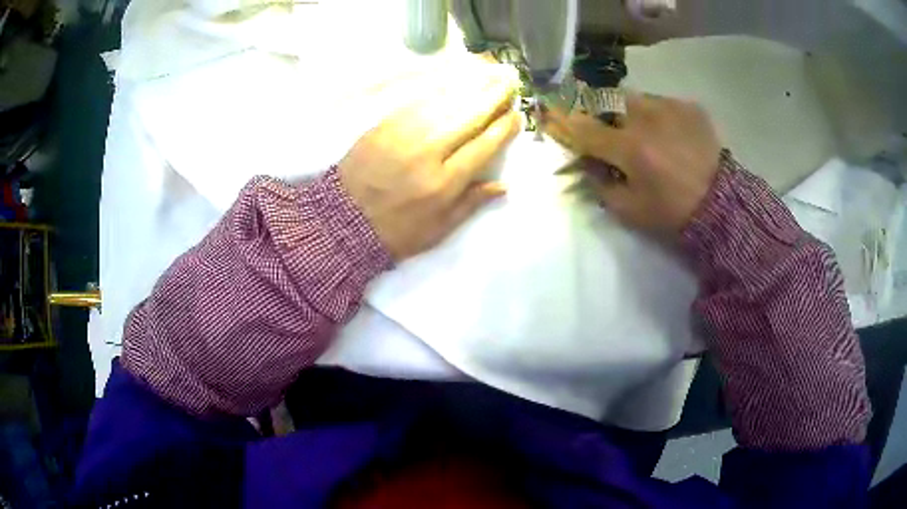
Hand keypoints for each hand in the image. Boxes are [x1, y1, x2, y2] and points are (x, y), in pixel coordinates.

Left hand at [339, 69, 519, 261]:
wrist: (342, 220)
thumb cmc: (396, 231)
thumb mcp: (438, 230)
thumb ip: (471, 204)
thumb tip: (503, 185)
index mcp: (444, 183)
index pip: (482, 146)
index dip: (503, 128)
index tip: (517, 115)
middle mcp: (428, 153)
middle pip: (468, 117)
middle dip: (493, 97)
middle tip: (510, 81)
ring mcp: (404, 135)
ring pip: (445, 103)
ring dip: (471, 86)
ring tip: (490, 74)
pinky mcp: (384, 125)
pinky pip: (418, 101)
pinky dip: (440, 88)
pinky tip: (455, 80)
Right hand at [544, 93, 721, 239]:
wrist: (723, 205)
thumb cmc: (673, 212)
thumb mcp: (630, 210)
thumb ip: (600, 185)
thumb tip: (586, 165)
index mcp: (630, 148)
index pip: (584, 127)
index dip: (564, 121)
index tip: (550, 114)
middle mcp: (646, 118)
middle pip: (609, 101)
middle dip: (603, 113)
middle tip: (611, 130)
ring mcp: (670, 108)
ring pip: (636, 99)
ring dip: (632, 112)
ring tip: (646, 133)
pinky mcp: (689, 107)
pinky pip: (663, 103)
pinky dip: (659, 115)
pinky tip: (671, 134)